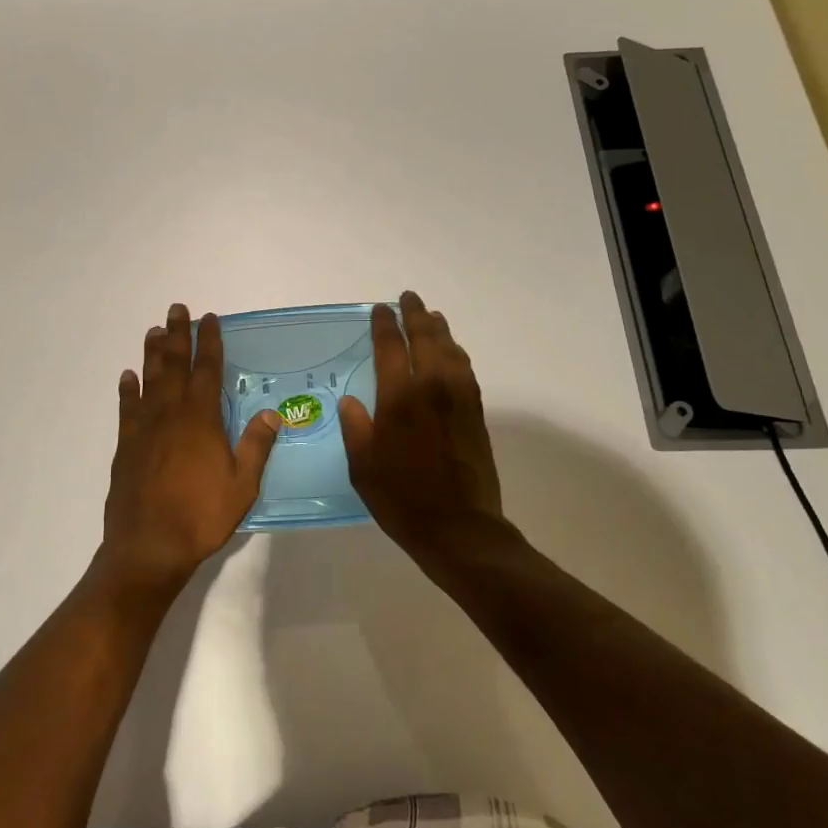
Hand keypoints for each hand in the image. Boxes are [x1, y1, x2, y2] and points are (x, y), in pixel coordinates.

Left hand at [99, 304, 281, 595]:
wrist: (148, 546)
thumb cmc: (201, 515)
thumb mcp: (242, 485)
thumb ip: (256, 445)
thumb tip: (271, 413)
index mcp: (201, 419)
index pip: (207, 370)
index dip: (209, 342)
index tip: (209, 318)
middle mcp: (171, 414)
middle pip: (174, 365)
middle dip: (177, 335)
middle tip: (176, 310)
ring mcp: (144, 429)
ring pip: (149, 381)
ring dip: (152, 354)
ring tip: (152, 331)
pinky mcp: (126, 446)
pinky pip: (126, 409)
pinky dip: (127, 390)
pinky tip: (127, 377)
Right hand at [340, 291, 508, 561]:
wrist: (460, 529)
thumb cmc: (402, 500)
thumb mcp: (363, 468)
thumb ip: (356, 428)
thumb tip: (351, 401)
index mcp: (399, 399)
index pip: (390, 348)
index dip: (384, 325)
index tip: (379, 309)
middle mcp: (432, 389)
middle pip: (425, 338)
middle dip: (414, 314)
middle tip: (408, 298)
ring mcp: (459, 398)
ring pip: (450, 349)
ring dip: (438, 329)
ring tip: (430, 316)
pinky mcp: (476, 412)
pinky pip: (465, 368)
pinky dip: (455, 351)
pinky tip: (451, 351)